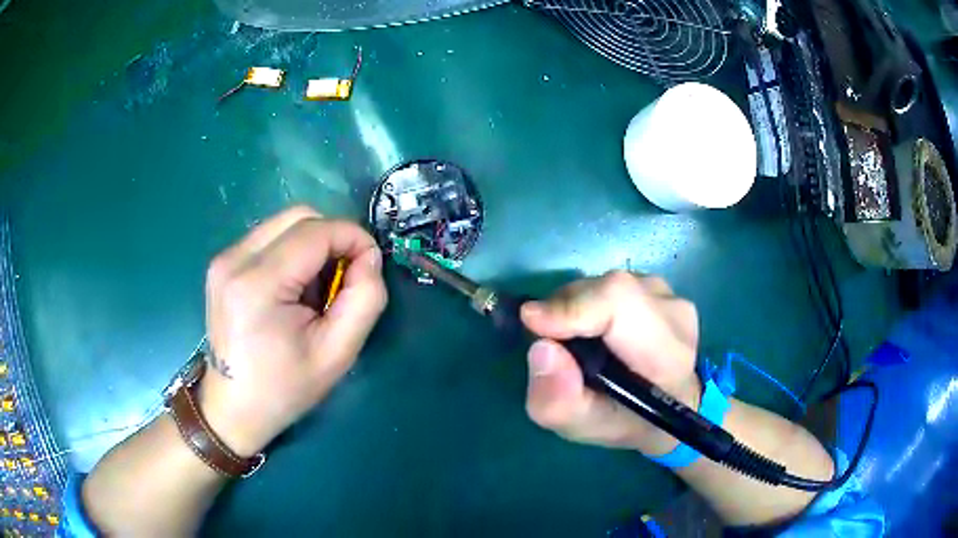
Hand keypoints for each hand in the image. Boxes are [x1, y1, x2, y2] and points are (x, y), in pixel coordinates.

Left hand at [199, 206, 387, 455]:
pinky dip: (291, 253)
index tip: (370, 264)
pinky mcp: (222, 264)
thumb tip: (369, 257)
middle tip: (344, 278)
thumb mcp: (338, 353)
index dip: (353, 237)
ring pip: (283, 224)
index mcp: (257, 284)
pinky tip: (292, 289)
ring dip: (312, 246)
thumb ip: (365, 298)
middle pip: (298, 216)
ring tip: (315, 290)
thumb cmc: (285, 388)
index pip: (316, 231)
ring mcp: (223, 259)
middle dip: (333, 238)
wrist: (233, 408)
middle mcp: (234, 260)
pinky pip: (268, 238)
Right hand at [520, 271, 700, 455]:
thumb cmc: (627, 421)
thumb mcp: (584, 428)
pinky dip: (589, 304)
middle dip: (565, 310)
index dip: (572, 307)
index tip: (533, 322)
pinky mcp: (659, 286)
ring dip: (576, 308)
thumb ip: (559, 401)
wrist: (668, 402)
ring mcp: (669, 294)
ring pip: (605, 285)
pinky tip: (595, 332)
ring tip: (576, 343)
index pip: (620, 304)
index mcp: (668, 356)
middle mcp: (675, 314)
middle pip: (608, 290)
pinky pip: (610, 285)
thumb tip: (542, 349)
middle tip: (551, 345)